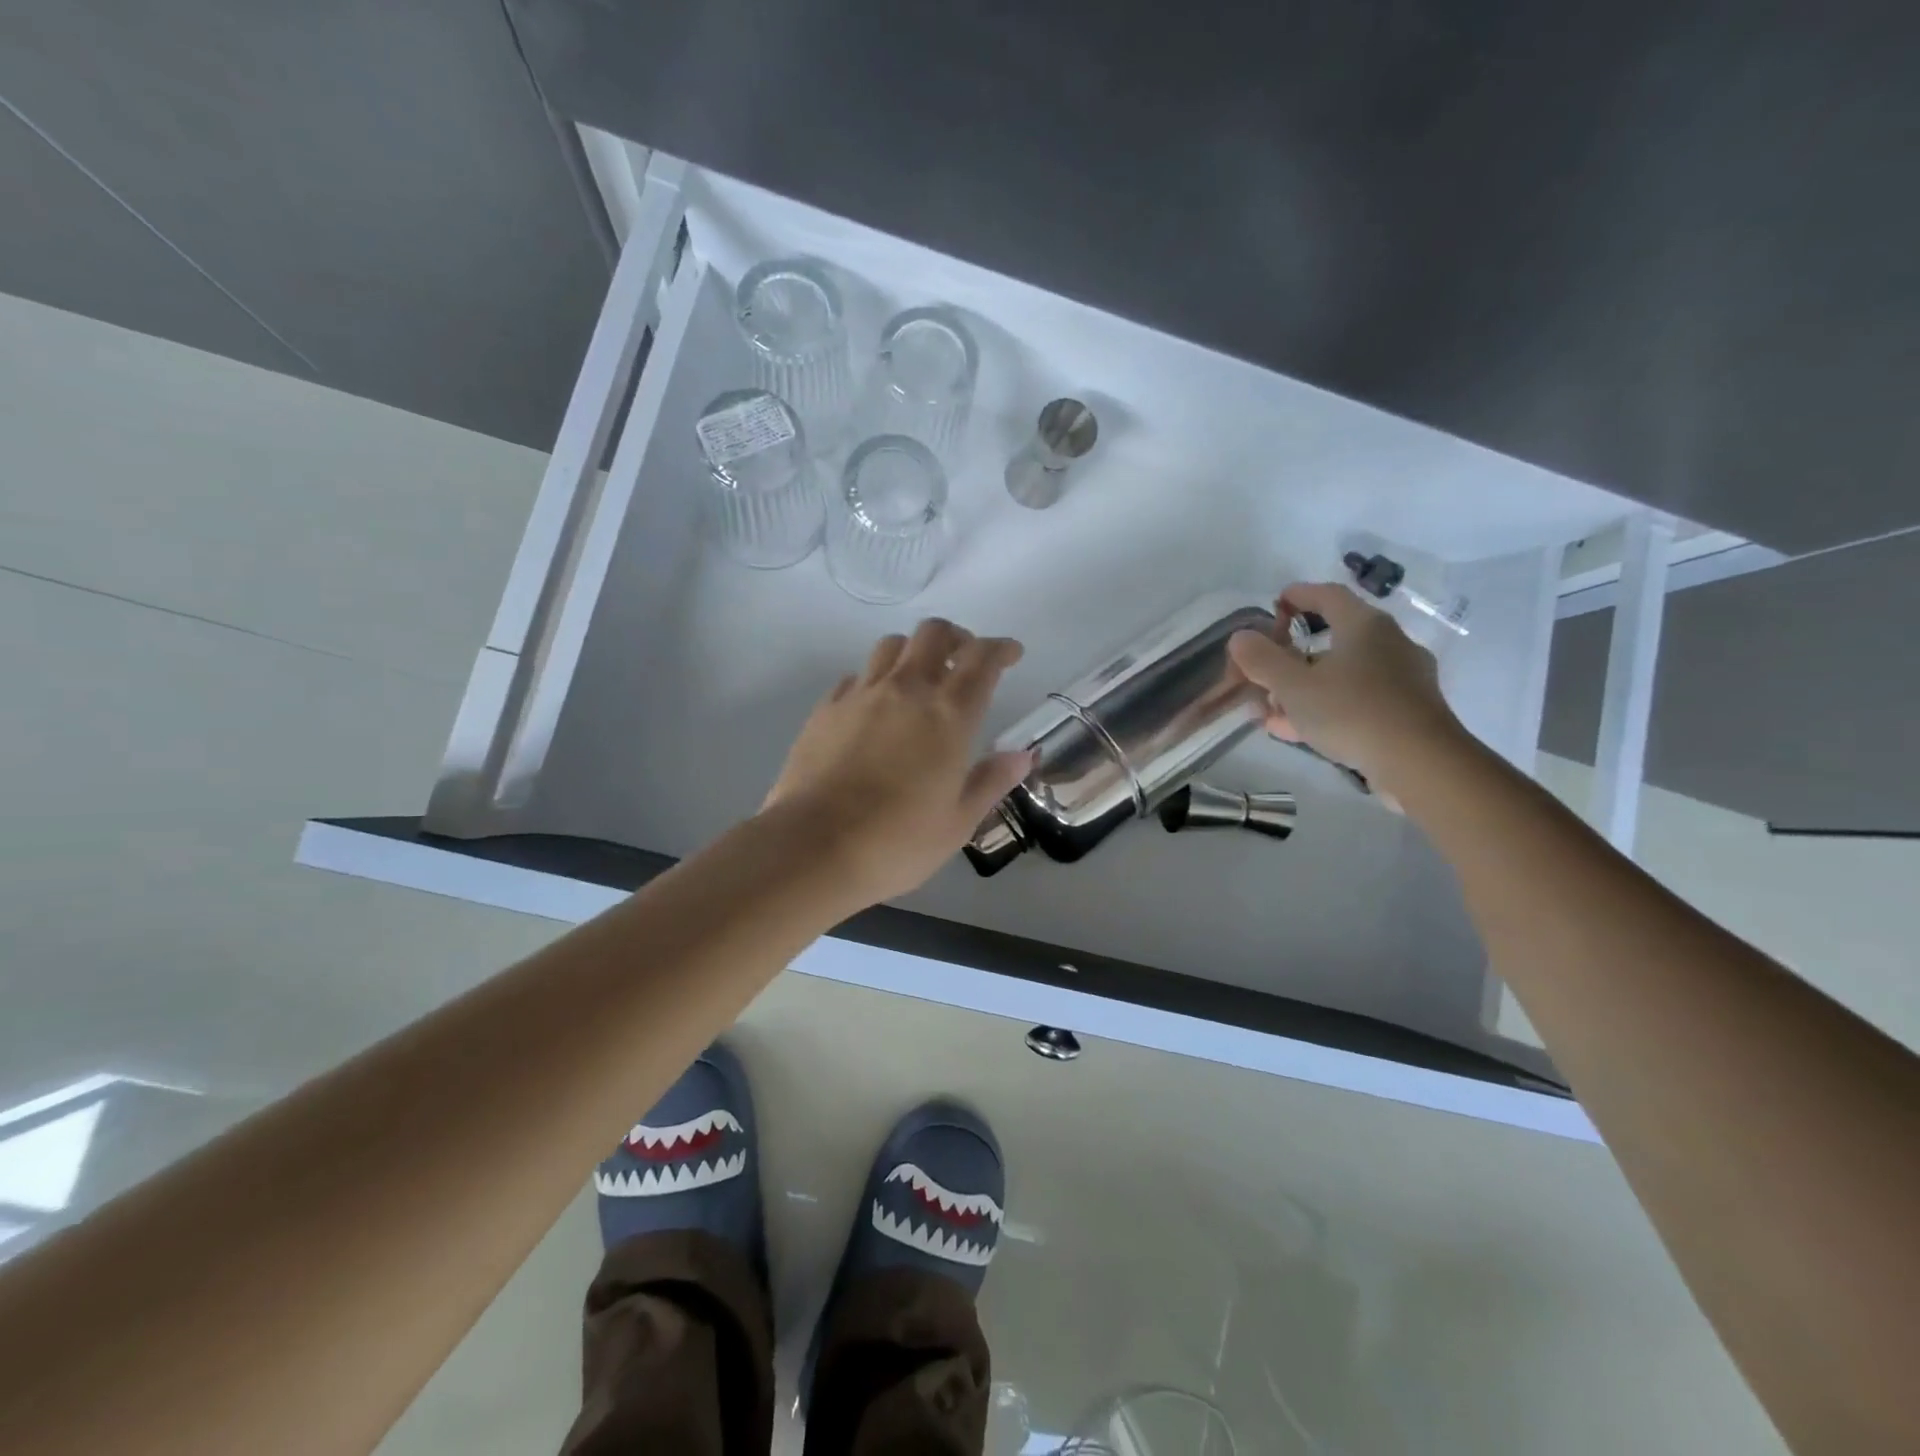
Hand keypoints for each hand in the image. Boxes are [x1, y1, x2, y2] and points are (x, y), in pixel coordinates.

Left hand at [762, 618, 1034, 906]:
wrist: (814, 847)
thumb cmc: (897, 842)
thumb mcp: (958, 822)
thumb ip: (991, 781)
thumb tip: (1023, 755)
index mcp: (949, 715)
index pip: (982, 660)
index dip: (1001, 648)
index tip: (1011, 654)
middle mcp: (907, 690)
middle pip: (934, 633)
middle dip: (957, 638)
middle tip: (964, 661)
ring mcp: (861, 695)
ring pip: (891, 646)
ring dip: (913, 652)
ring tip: (919, 680)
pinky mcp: (826, 708)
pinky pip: (855, 676)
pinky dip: (874, 680)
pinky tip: (874, 707)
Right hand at [1225, 581, 1462, 790]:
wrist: (1420, 763)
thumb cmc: (1352, 711)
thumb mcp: (1294, 686)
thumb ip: (1262, 660)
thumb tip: (1240, 637)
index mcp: (1365, 626)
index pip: (1328, 595)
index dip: (1298, 595)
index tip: (1274, 605)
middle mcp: (1389, 644)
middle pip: (1334, 637)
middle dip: (1294, 654)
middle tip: (1265, 668)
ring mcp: (1401, 679)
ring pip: (1342, 673)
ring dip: (1305, 686)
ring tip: (1271, 708)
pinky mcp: (1406, 712)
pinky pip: (1355, 700)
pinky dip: (1325, 707)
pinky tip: (1297, 729)